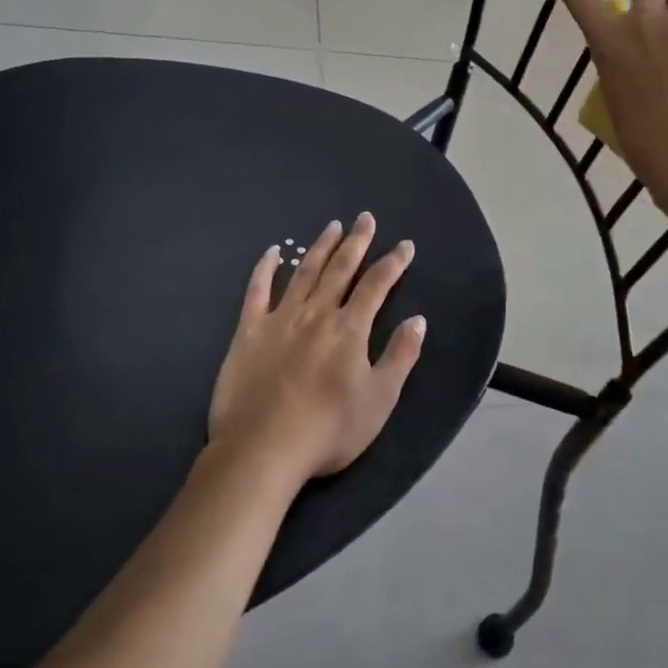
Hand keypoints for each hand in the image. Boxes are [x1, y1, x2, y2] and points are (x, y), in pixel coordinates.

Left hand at [208, 214, 424, 484]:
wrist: (262, 450)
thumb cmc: (328, 430)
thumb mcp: (379, 400)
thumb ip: (400, 356)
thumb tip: (418, 320)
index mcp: (350, 328)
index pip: (376, 285)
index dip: (393, 262)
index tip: (405, 245)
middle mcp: (317, 313)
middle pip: (340, 269)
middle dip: (357, 241)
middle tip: (365, 217)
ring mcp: (280, 319)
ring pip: (304, 272)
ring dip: (321, 247)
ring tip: (332, 226)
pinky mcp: (249, 332)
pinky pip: (256, 292)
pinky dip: (264, 269)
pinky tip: (271, 253)